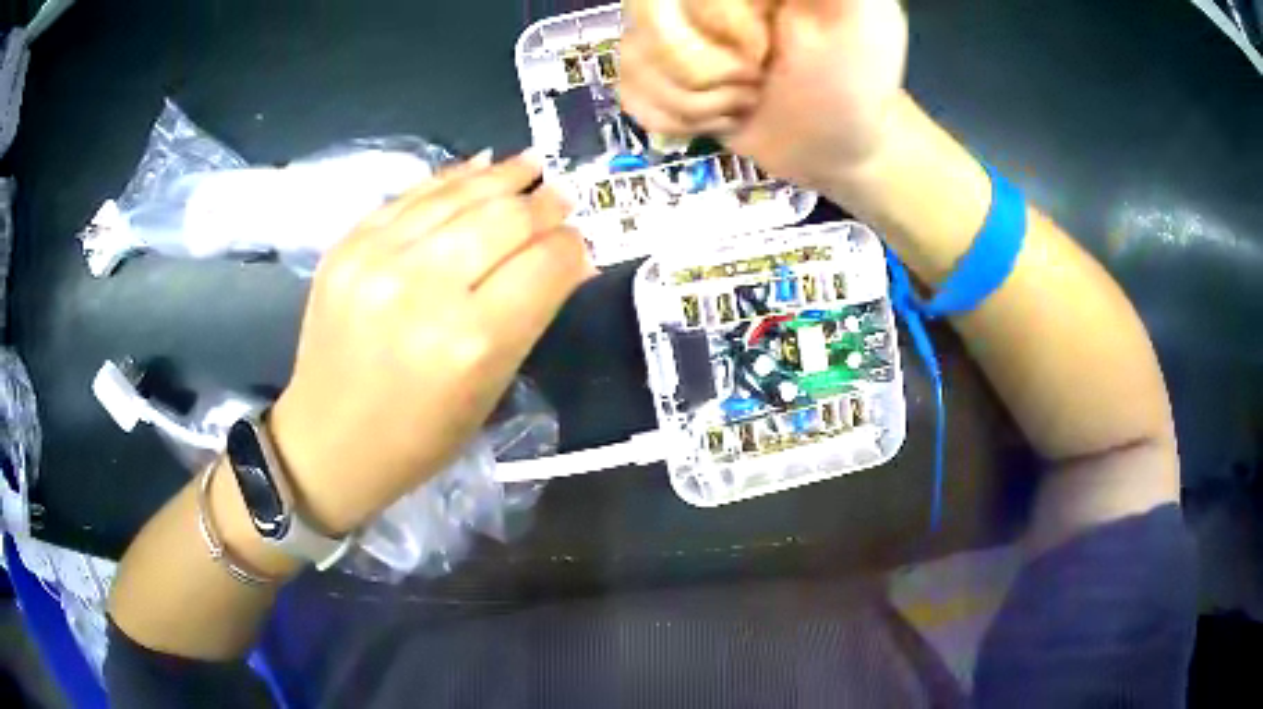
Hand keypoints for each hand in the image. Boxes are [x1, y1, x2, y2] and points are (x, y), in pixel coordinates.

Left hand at [268, 152, 593, 534]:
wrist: (329, 441)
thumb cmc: (419, 437)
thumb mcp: (489, 389)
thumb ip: (530, 315)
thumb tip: (571, 257)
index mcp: (471, 343)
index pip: (544, 264)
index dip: (571, 245)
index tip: (579, 240)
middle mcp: (424, 290)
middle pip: (505, 218)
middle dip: (544, 204)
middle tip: (561, 197)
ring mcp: (376, 260)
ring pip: (459, 195)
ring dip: (503, 177)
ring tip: (530, 166)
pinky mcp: (346, 247)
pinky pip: (411, 196)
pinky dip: (452, 179)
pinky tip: (480, 169)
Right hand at [620, 0, 908, 189]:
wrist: (835, 148)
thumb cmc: (851, 81)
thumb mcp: (856, 17)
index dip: (718, 21)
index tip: (764, 46)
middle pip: (644, 18)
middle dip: (707, 68)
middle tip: (758, 75)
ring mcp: (668, 31)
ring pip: (633, 60)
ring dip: (700, 102)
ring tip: (747, 97)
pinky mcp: (657, 72)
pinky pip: (632, 94)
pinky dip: (682, 120)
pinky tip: (721, 113)